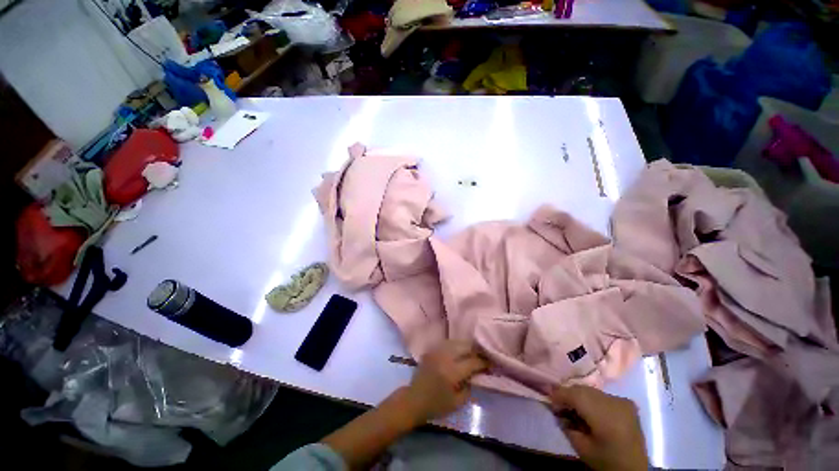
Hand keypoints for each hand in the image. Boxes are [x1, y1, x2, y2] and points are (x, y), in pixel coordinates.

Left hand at [401, 340, 487, 423]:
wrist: (414, 400)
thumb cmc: (436, 405)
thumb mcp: (457, 402)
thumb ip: (469, 386)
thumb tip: (476, 374)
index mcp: (452, 372)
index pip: (472, 361)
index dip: (483, 362)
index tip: (490, 363)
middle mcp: (444, 357)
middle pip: (464, 346)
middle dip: (475, 350)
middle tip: (482, 355)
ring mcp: (436, 351)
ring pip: (455, 341)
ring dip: (465, 346)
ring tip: (471, 352)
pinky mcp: (431, 350)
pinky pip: (446, 343)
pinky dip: (455, 345)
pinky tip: (458, 351)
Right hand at [550, 385, 647, 470]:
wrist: (636, 470)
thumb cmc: (607, 461)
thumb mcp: (581, 447)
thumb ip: (566, 425)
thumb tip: (556, 409)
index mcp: (604, 414)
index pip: (574, 394)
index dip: (559, 394)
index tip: (548, 400)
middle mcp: (614, 401)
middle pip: (582, 389)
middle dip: (568, 395)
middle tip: (559, 406)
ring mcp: (622, 400)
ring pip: (591, 391)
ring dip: (579, 397)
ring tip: (573, 409)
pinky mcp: (626, 403)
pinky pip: (602, 395)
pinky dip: (591, 400)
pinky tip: (589, 411)